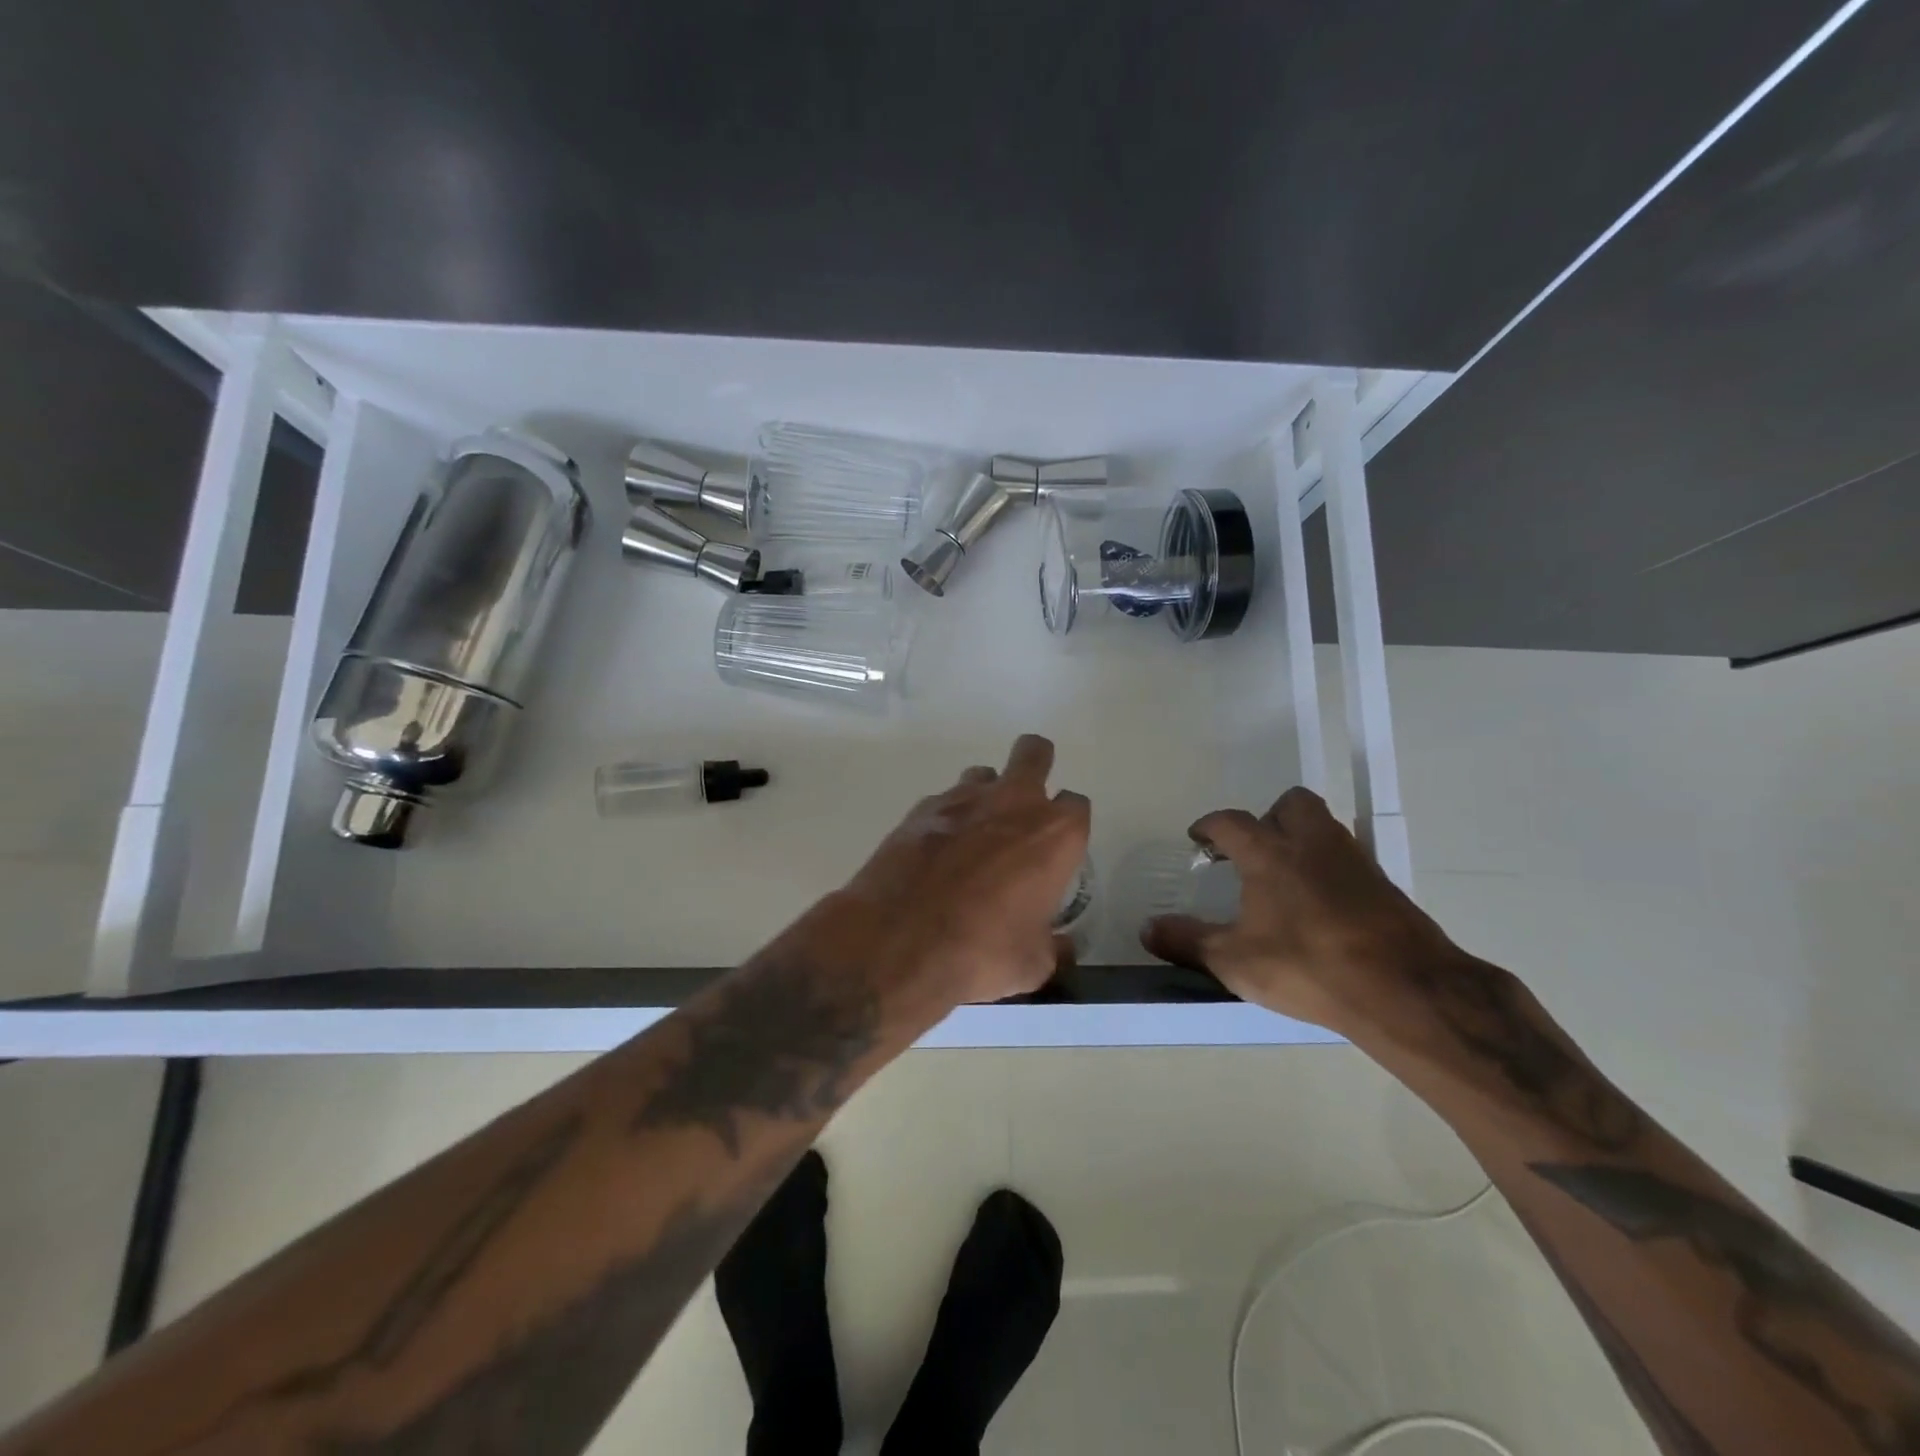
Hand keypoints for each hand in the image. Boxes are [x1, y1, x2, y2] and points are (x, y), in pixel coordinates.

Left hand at [825, 734, 1090, 1007]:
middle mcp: (1013, 802)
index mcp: (1054, 834)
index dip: (1068, 825)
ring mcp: (963, 799)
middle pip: (1034, 753)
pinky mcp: (920, 809)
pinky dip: (946, 820)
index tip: (1057, 850)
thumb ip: (1053, 944)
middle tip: (1025, 802)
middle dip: (1035, 765)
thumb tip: (1061, 946)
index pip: (1076, 805)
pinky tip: (936, 854)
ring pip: (984, 774)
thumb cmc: (983, 952)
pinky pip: (944, 802)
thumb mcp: (1033, 964)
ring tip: (975, 836)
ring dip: (986, 795)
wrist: (899, 943)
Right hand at [1143, 787, 1459, 1037]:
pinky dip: (1331, 870)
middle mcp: (1312, 843)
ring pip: (1325, 827)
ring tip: (1286, 876)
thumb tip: (1147, 928)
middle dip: (1268, 817)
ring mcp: (1354, 861)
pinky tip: (1323, 905)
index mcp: (1269, 853)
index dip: (1209, 826)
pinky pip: (1349, 860)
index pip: (1231, 821)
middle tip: (1254, 849)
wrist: (1403, 991)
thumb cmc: (1306, 966)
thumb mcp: (1234, 961)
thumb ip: (1187, 940)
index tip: (1198, 838)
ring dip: (1302, 839)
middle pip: (1290, 804)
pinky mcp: (1385, 886)